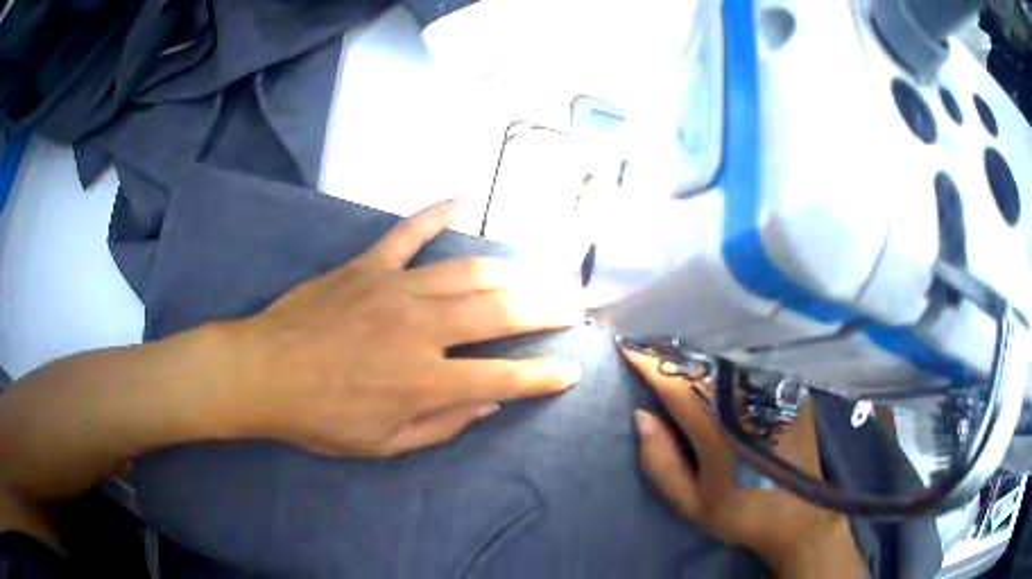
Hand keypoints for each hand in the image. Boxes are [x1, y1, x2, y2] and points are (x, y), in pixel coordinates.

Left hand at [223, 200, 583, 456]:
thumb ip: (442, 425)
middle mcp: (421, 329)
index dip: (544, 376)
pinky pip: (407, 233)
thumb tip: (489, 402)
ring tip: (538, 271)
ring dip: (510, 270)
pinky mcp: (368, 266)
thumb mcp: (383, 444)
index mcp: (425, 381)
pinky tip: (458, 199)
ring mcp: (395, 289)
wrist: (263, 373)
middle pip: (499, 312)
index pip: (504, 377)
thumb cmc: (320, 418)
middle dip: (545, 308)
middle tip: (573, 303)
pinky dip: (432, 215)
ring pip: (467, 271)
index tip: (571, 369)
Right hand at [622, 349, 863, 577]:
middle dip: (671, 355)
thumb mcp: (691, 503)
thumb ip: (661, 463)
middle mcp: (747, 403)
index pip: (677, 386)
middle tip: (647, 347)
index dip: (650, 364)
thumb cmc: (740, 513)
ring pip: (726, 364)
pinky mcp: (789, 392)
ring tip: (676, 357)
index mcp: (719, 432)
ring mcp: (773, 394)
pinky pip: (750, 369)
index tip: (626, 345)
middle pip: (701, 366)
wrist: (799, 514)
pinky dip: (725, 366)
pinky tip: (716, 370)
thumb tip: (641, 415)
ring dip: (697, 359)